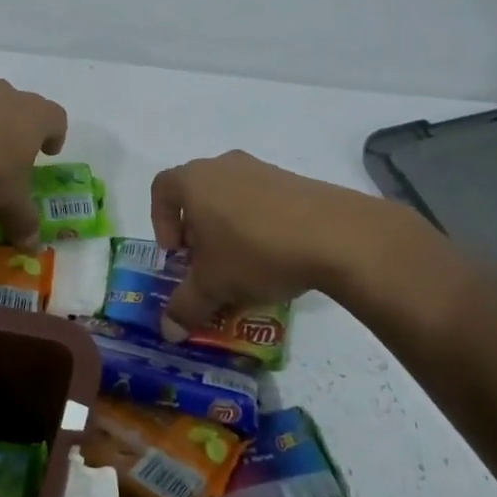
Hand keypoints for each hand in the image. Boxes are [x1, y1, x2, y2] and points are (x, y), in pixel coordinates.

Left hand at [0, 81, 66, 247]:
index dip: (55, 135)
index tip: (48, 153)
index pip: (56, 118)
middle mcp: (5, 96)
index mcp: (34, 116)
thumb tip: (33, 246)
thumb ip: (23, 221)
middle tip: (13, 157)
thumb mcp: (7, 203)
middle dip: (19, 131)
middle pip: (21, 107)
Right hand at [150, 150, 464, 335]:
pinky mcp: (294, 180)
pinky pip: (263, 200)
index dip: (160, 220)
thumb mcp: (214, 286)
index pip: (161, 188)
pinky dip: (259, 224)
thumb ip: (185, 306)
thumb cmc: (255, 251)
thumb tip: (168, 331)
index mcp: (194, 180)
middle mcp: (223, 166)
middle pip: (197, 193)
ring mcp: (262, 169)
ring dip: (228, 228)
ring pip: (231, 196)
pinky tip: (275, 256)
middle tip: (207, 262)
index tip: (176, 252)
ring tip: (243, 263)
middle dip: (196, 229)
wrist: (335, 235)